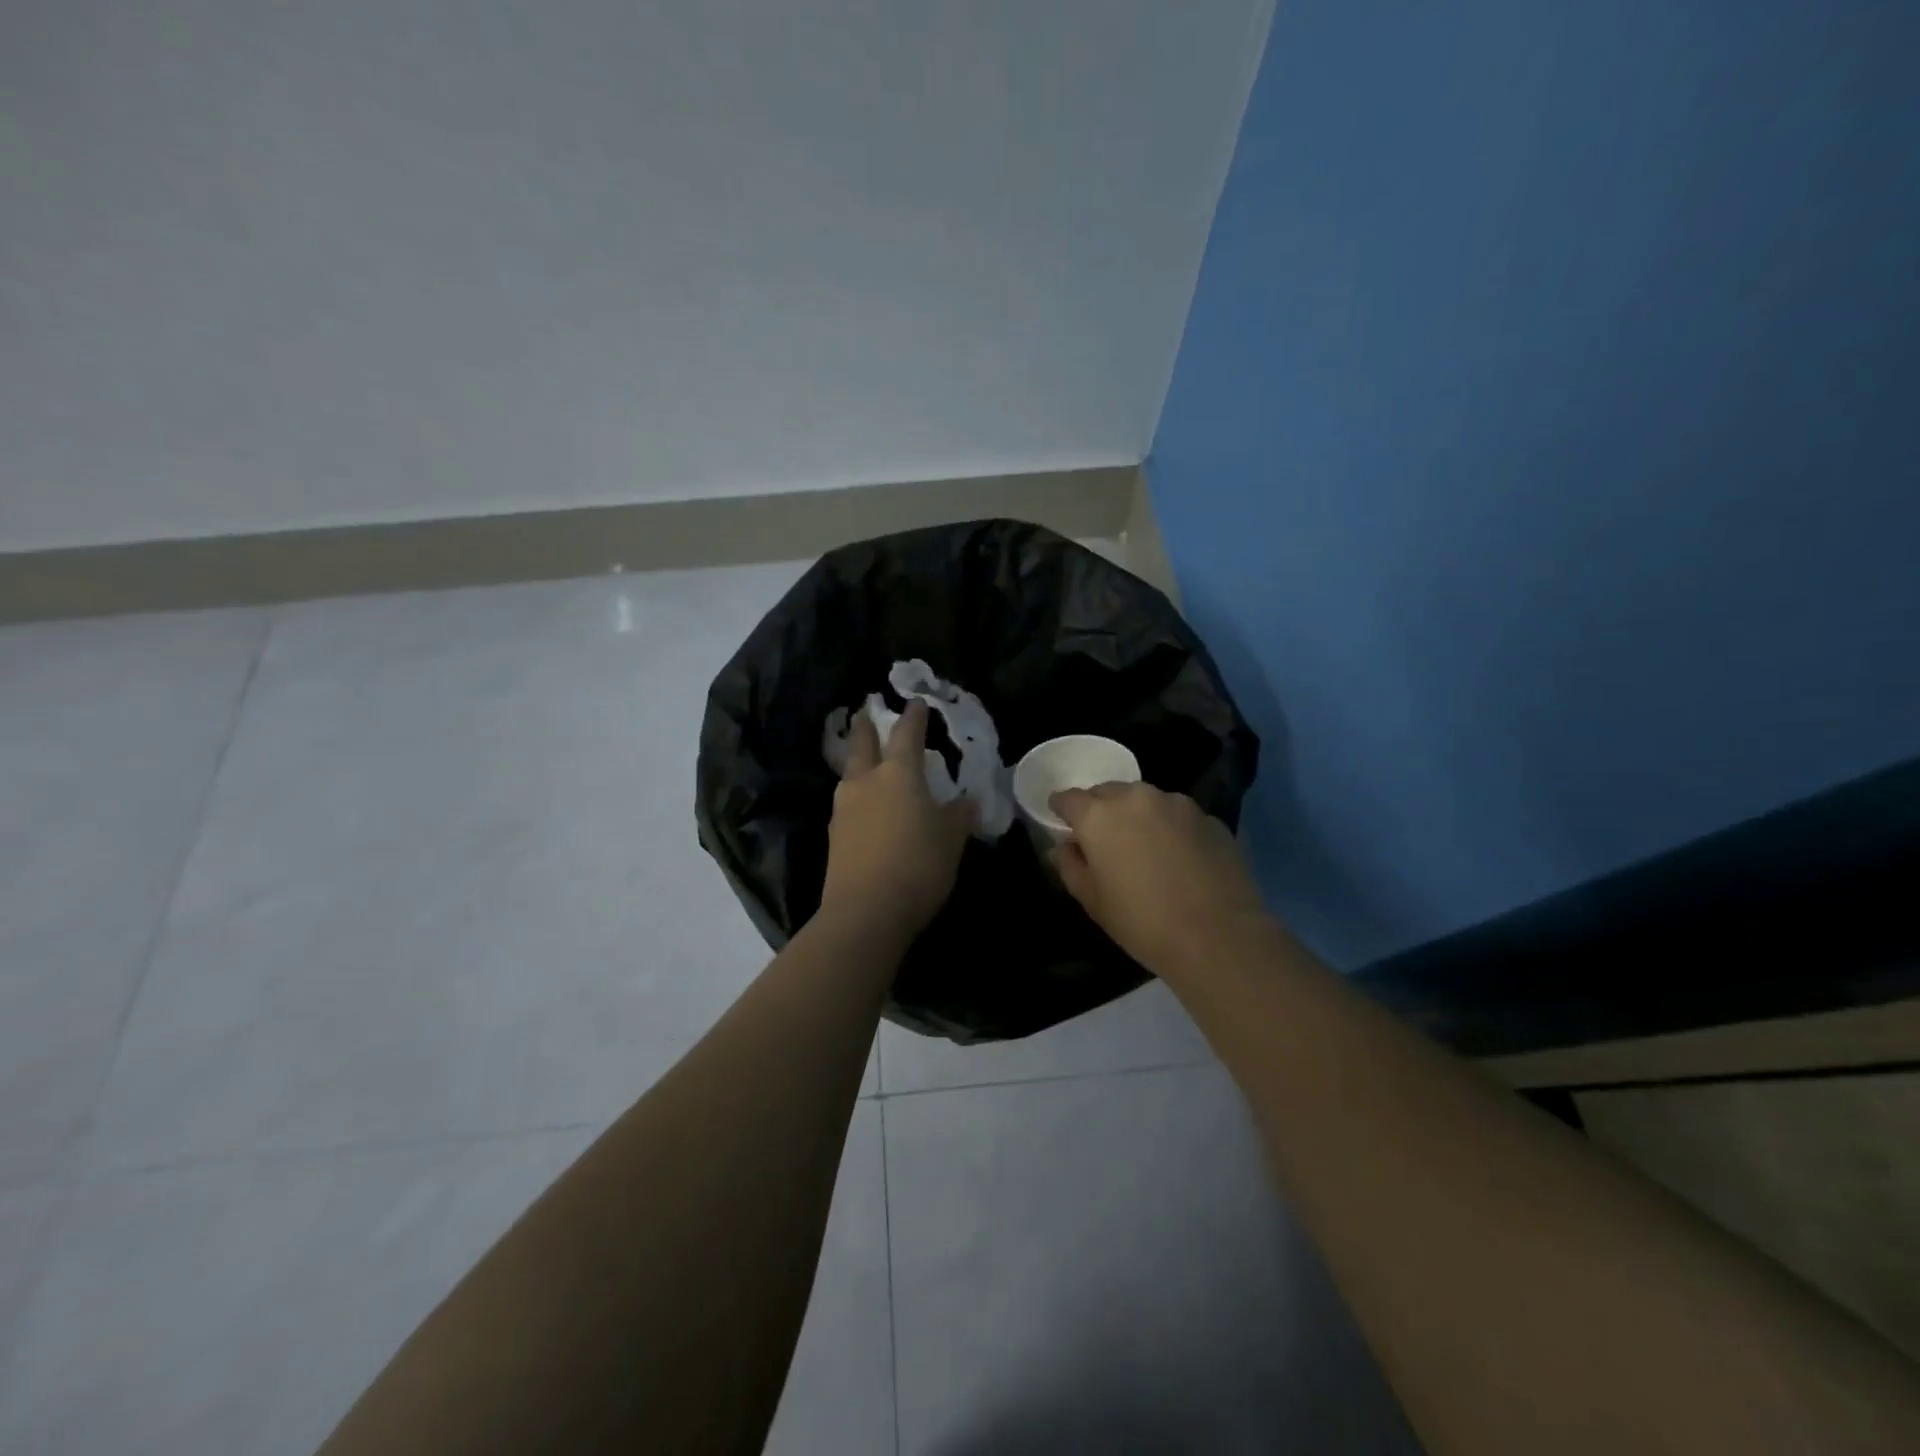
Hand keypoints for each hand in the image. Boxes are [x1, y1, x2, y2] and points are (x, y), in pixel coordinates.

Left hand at [820, 700, 975, 939]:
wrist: (866, 911)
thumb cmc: (918, 864)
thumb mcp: (951, 839)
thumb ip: (959, 815)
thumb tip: (967, 800)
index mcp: (898, 773)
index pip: (907, 734)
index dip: (913, 717)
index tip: (916, 703)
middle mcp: (866, 781)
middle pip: (861, 743)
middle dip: (865, 725)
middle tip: (865, 711)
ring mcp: (844, 808)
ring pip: (850, 773)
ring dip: (858, 761)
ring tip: (869, 760)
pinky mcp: (835, 835)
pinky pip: (848, 802)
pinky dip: (858, 794)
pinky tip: (867, 805)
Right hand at [1049, 782, 1273, 978]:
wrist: (1218, 937)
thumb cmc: (1142, 922)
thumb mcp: (1092, 901)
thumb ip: (1070, 865)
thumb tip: (1066, 846)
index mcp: (1099, 815)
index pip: (1069, 798)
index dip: (1062, 810)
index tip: (1062, 822)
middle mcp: (1137, 797)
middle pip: (1109, 793)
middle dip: (1101, 810)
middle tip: (1104, 840)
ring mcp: (1177, 804)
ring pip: (1146, 801)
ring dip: (1138, 816)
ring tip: (1145, 848)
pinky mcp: (1209, 818)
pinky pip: (1178, 816)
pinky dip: (1171, 828)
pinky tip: (1179, 858)